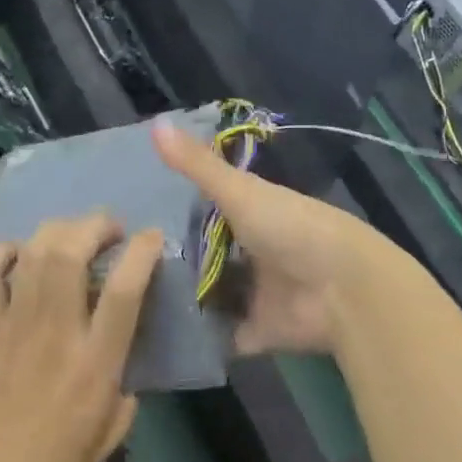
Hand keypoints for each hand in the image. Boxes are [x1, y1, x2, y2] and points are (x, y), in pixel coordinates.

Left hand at [0, 215, 159, 461]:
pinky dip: (5, 251)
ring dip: (59, 230)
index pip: (123, 291)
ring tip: (74, 233)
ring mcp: (15, 324)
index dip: (141, 253)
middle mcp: (56, 332)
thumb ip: (128, 381)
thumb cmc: (57, 459)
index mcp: (95, 362)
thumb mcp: (113, 429)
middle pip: (71, 254)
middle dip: (94, 226)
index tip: (151, 236)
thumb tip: (128, 343)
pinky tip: (22, 252)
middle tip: (109, 228)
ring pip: (34, 254)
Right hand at [154, 123, 425, 357]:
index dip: (173, 209)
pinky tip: (157, 337)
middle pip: (205, 254)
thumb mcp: (240, 192)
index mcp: (252, 213)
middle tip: (118, 263)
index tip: (130, 213)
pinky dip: (200, 338)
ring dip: (182, 298)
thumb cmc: (291, 228)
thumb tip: (155, 123)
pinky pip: (223, 335)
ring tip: (129, 301)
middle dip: (172, 258)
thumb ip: (198, 165)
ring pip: (211, 294)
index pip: (207, 208)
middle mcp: (252, 251)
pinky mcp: (258, 330)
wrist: (342, 288)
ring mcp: (255, 292)